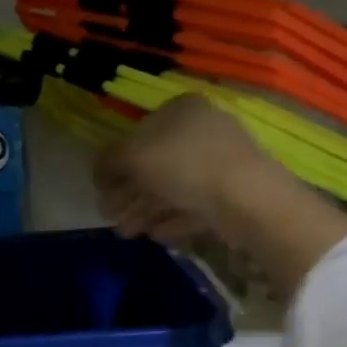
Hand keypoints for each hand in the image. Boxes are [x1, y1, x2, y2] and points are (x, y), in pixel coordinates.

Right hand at [95, 94, 346, 299]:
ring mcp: (220, 162)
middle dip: (129, 194)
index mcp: (180, 110)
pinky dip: (172, 219)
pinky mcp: (232, 194)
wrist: (248, 200)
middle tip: (112, 218)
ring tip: (129, 234)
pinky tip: (156, 236)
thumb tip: (98, 171)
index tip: (101, 191)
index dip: (115, 164)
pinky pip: (194, 205)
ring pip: (173, 188)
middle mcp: (202, 130)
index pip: (137, 134)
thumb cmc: (184, 167)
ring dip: (146, 210)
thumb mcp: (133, 158)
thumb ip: (108, 162)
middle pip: (155, 164)